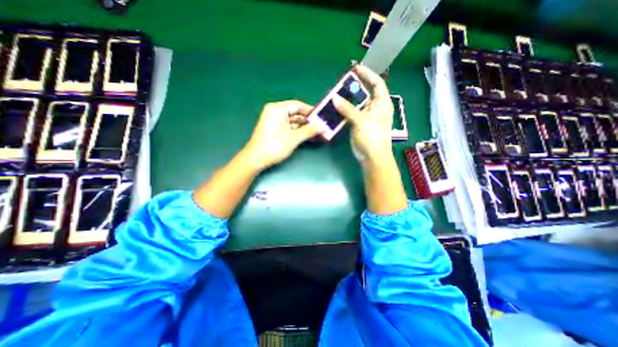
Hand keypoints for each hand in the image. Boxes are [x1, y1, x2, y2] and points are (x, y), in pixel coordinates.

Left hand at [243, 99, 320, 168]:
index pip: (298, 105)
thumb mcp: (293, 138)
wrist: (256, 159)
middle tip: (320, 126)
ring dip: (304, 127)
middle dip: (308, 121)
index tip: (321, 117)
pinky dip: (297, 131)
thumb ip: (309, 131)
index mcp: (277, 109)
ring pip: (292, 121)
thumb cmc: (274, 146)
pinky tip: (307, 135)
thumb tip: (323, 127)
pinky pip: (288, 126)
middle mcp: (274, 112)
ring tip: (316, 132)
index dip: (310, 111)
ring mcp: (273, 120)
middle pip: (295, 113)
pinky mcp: (274, 128)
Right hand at [331, 62, 392, 162]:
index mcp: (382, 103)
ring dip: (346, 100)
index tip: (356, 68)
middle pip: (364, 93)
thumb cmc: (372, 136)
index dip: (368, 75)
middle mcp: (375, 108)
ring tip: (335, 94)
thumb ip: (347, 109)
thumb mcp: (361, 120)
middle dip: (353, 88)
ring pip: (356, 104)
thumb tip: (334, 98)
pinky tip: (335, 108)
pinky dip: (344, 111)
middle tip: (340, 83)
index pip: (377, 84)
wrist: (372, 156)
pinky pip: (351, 114)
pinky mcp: (358, 124)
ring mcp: (366, 116)